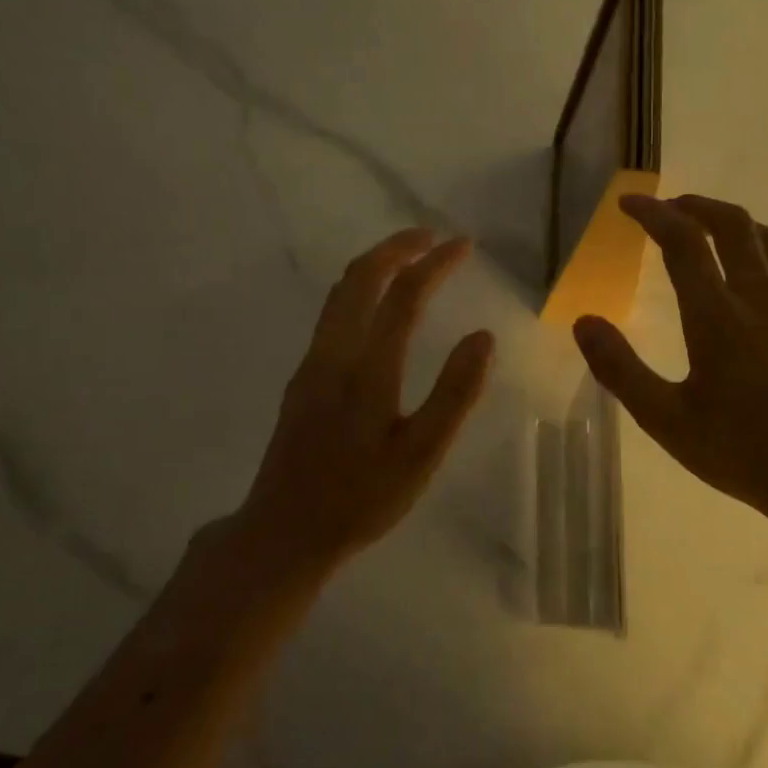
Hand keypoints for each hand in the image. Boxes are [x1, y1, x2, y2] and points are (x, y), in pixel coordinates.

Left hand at [226, 229, 494, 573]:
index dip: (435, 264)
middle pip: (360, 278)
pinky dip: (359, 290)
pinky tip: (376, 308)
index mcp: (367, 369)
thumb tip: (483, 337)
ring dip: (375, 266)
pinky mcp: (302, 379)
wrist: (284, 531)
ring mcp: (311, 364)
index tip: (463, 245)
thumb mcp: (421, 455)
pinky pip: (331, 314)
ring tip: (408, 259)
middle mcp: (333, 353)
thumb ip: (454, 394)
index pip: (404, 295)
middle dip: (397, 247)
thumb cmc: (361, 499)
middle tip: (432, 237)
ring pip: (339, 294)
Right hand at [573, 194, 767, 533]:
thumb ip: (620, 369)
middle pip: (732, 224)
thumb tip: (584, 322)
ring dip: (730, 222)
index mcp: (717, 315)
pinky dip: (759, 250)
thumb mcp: (666, 419)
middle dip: (696, 205)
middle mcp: (758, 298)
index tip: (628, 204)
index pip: (683, 241)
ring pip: (765, 239)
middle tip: (668, 208)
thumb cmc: (741, 450)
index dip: (653, 214)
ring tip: (704, 228)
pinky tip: (750, 271)